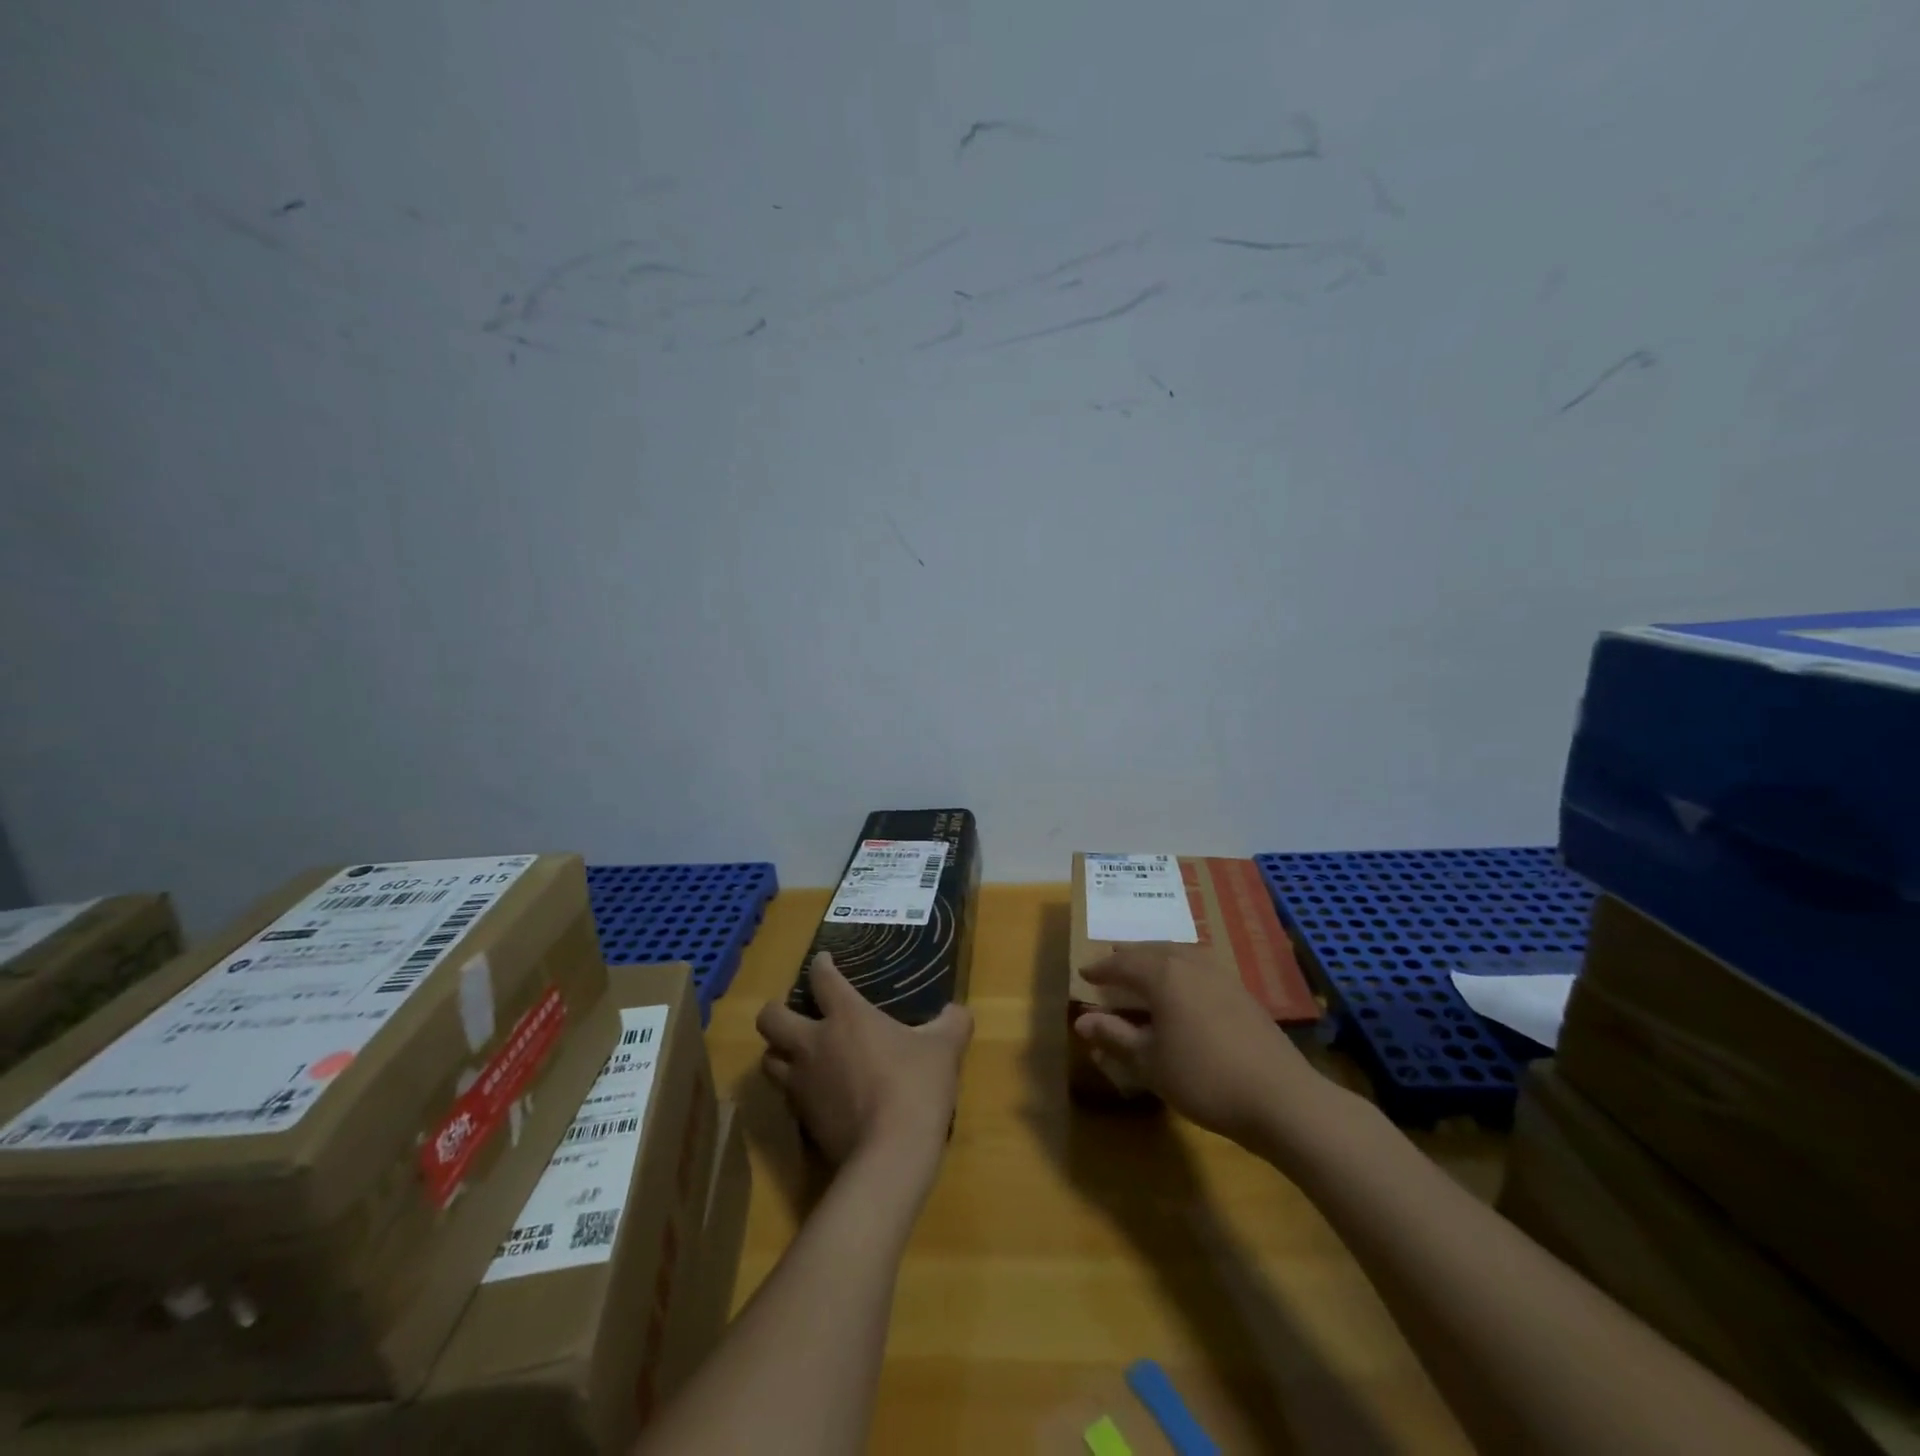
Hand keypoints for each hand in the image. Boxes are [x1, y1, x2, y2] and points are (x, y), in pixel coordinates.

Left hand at [757, 953, 973, 1169]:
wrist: (890, 1154)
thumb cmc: (915, 1086)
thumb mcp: (945, 1048)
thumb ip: (952, 1022)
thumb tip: (957, 1011)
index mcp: (846, 1016)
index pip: (822, 979)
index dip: (821, 966)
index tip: (824, 962)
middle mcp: (814, 1044)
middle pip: (770, 1018)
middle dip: (776, 1010)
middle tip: (795, 1012)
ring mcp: (802, 1084)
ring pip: (768, 1060)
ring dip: (779, 1052)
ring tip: (797, 1053)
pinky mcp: (802, 1121)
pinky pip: (786, 1097)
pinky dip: (795, 1090)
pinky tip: (816, 1093)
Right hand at [1074, 945, 1320, 1145]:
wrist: (1280, 1098)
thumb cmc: (1203, 1078)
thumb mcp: (1149, 1062)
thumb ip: (1114, 1036)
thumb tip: (1081, 1021)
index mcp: (1163, 975)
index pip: (1123, 963)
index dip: (1101, 969)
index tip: (1084, 972)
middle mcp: (1191, 964)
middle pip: (1153, 950)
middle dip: (1129, 956)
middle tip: (1112, 962)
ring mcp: (1221, 975)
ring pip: (1181, 953)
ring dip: (1157, 957)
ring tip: (1146, 967)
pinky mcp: (1242, 992)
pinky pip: (1201, 966)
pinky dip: (1182, 968)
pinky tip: (1185, 986)